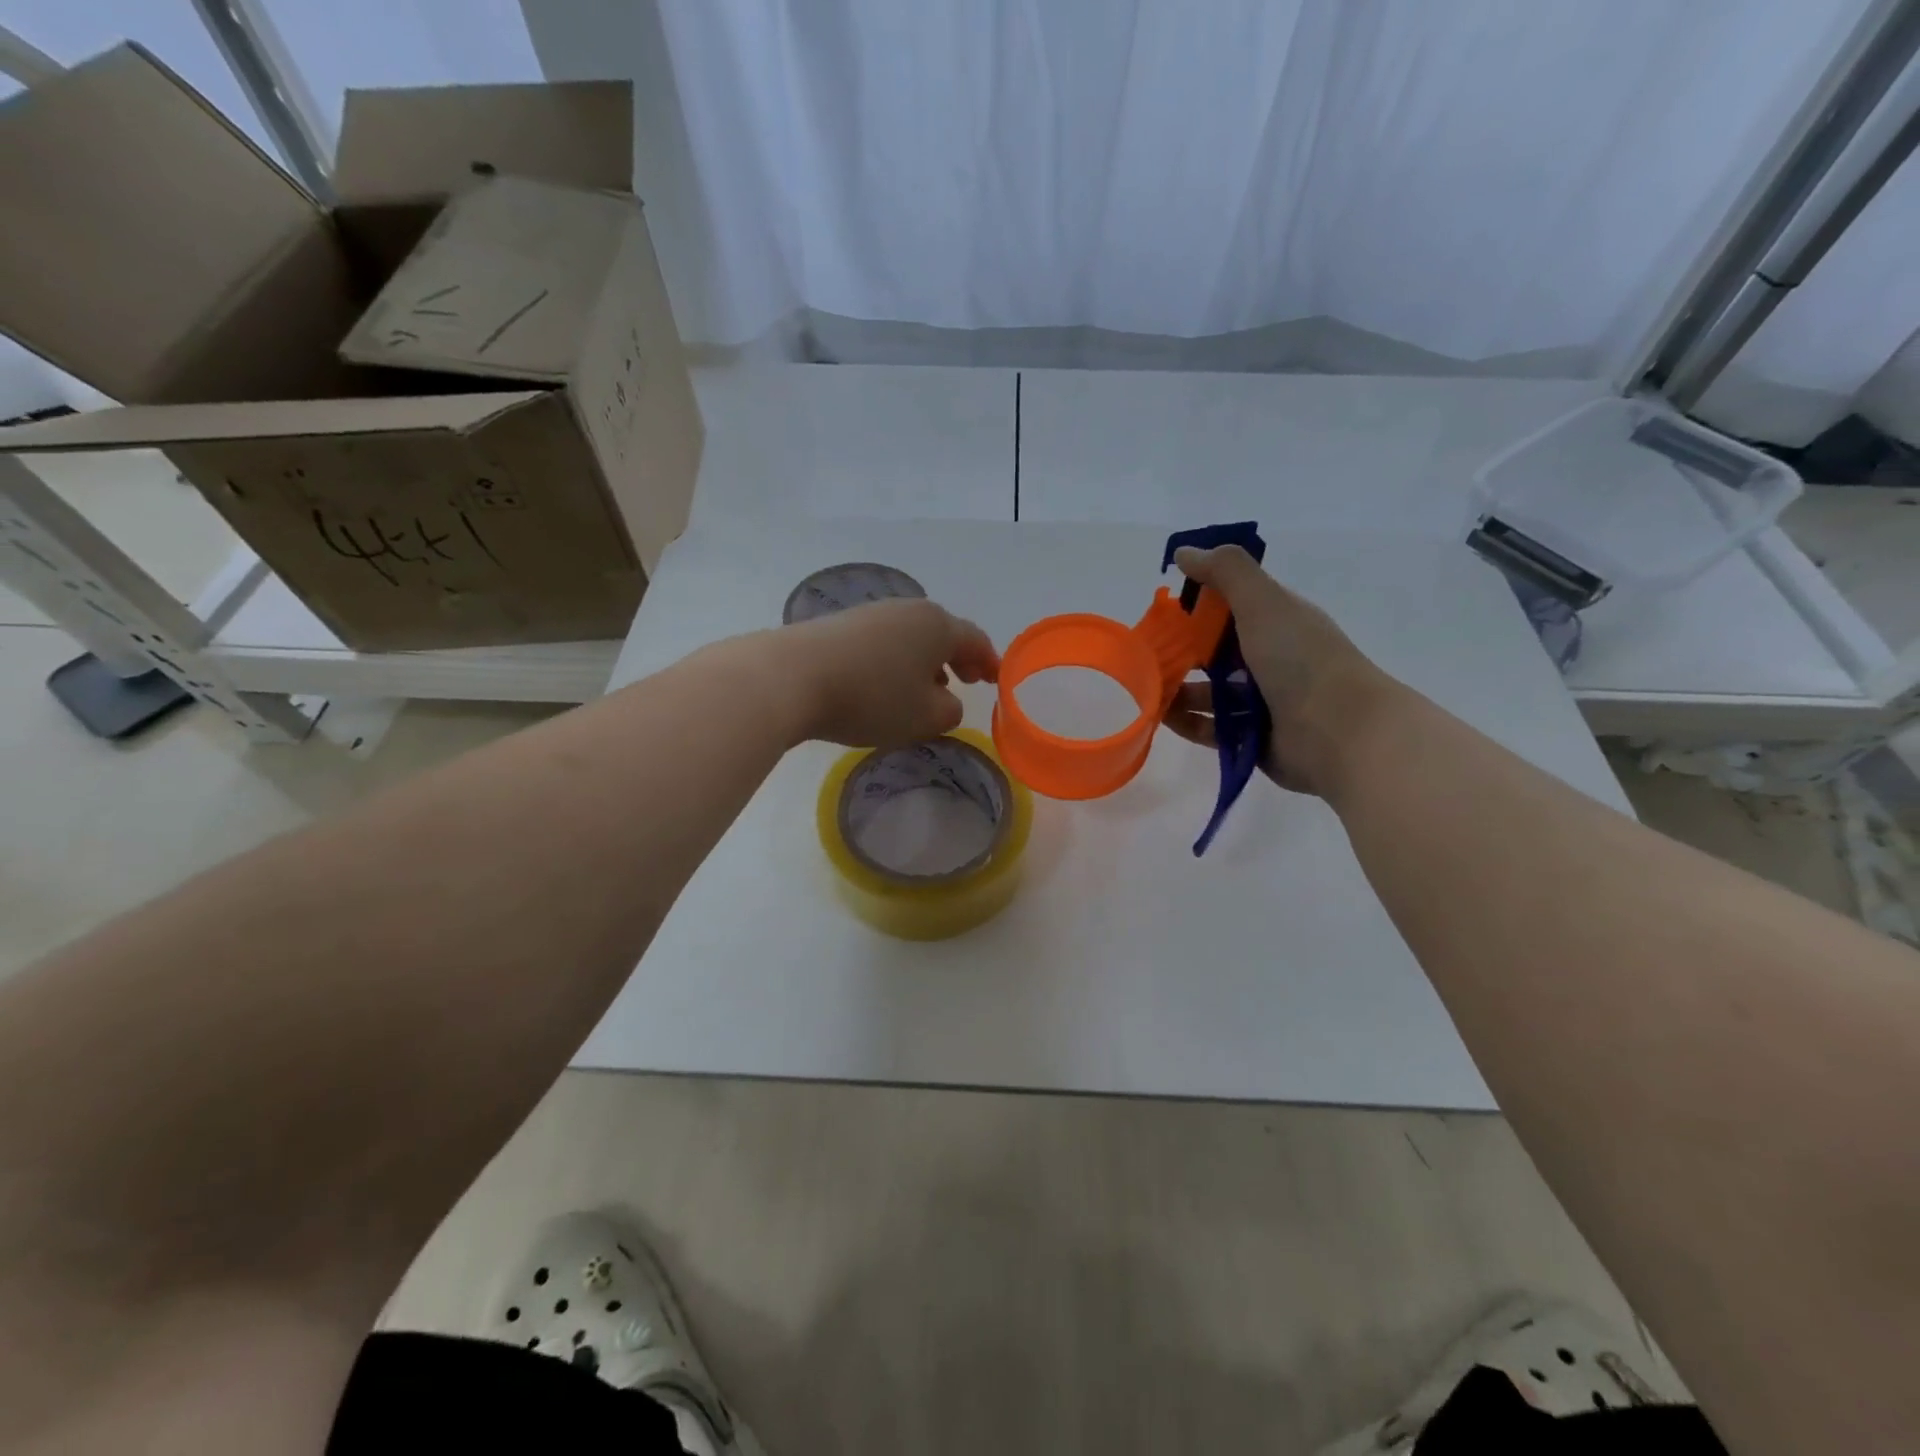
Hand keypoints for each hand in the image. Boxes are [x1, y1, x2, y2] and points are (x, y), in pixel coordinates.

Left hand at [780, 597, 998, 747]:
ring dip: (924, 662)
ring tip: (925, 688)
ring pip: (910, 638)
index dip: (989, 661)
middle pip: (942, 633)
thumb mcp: (924, 717)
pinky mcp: (840, 626)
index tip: (995, 679)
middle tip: (966, 681)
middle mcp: (907, 610)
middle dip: (957, 658)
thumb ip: (949, 711)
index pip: (974, 639)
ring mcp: (871, 614)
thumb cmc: (872, 698)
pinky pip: (882, 644)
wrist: (792, 677)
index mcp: (937, 626)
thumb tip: (945, 701)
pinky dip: (895, 663)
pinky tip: (884, 685)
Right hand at [1161, 546, 1397, 796]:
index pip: (1231, 607)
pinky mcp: (1252, 737)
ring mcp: (1262, 701)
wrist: (1340, 734)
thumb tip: (1184, 552)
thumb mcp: (1264, 603)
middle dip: (1180, 652)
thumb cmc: (1301, 660)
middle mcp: (1271, 659)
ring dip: (1178, 690)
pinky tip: (1161, 717)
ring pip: (1209, 692)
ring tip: (1146, 691)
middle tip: (1145, 656)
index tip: (1164, 612)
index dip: (1197, 606)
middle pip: (1215, 652)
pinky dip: (1186, 721)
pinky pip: (1210, 727)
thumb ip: (1226, 572)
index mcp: (1278, 622)